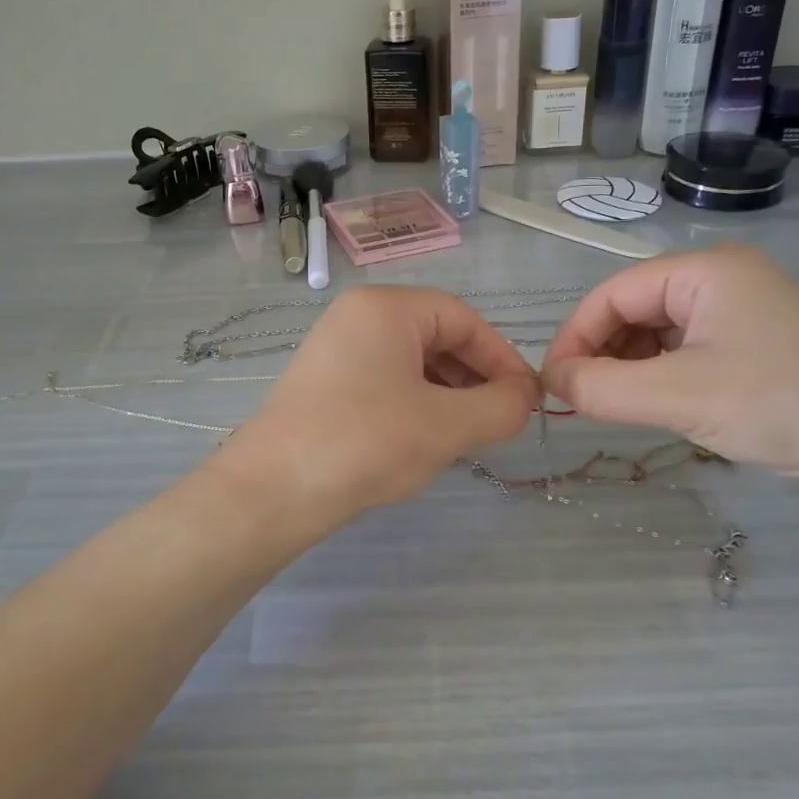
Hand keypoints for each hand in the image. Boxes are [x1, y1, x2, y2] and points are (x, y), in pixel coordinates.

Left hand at [217, 286, 538, 526]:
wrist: (271, 491)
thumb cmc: (365, 443)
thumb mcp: (446, 426)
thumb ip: (500, 407)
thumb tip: (524, 398)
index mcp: (386, 307)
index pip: (464, 318)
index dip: (502, 357)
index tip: (527, 399)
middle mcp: (358, 316)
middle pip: (436, 336)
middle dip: (475, 378)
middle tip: (500, 420)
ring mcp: (335, 349)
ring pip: (411, 362)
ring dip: (448, 394)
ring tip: (467, 434)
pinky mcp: (323, 382)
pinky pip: (385, 381)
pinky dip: (415, 404)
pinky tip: (424, 439)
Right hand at [541, 246, 798, 477]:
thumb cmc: (779, 405)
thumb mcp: (677, 396)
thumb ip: (601, 388)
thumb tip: (552, 382)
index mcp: (704, 269)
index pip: (613, 293)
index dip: (574, 336)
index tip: (552, 384)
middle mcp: (721, 279)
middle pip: (633, 308)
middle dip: (601, 351)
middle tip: (578, 400)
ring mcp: (740, 312)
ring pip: (656, 332)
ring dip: (627, 366)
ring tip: (611, 406)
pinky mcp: (753, 346)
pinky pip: (684, 351)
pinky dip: (657, 376)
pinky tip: (651, 405)